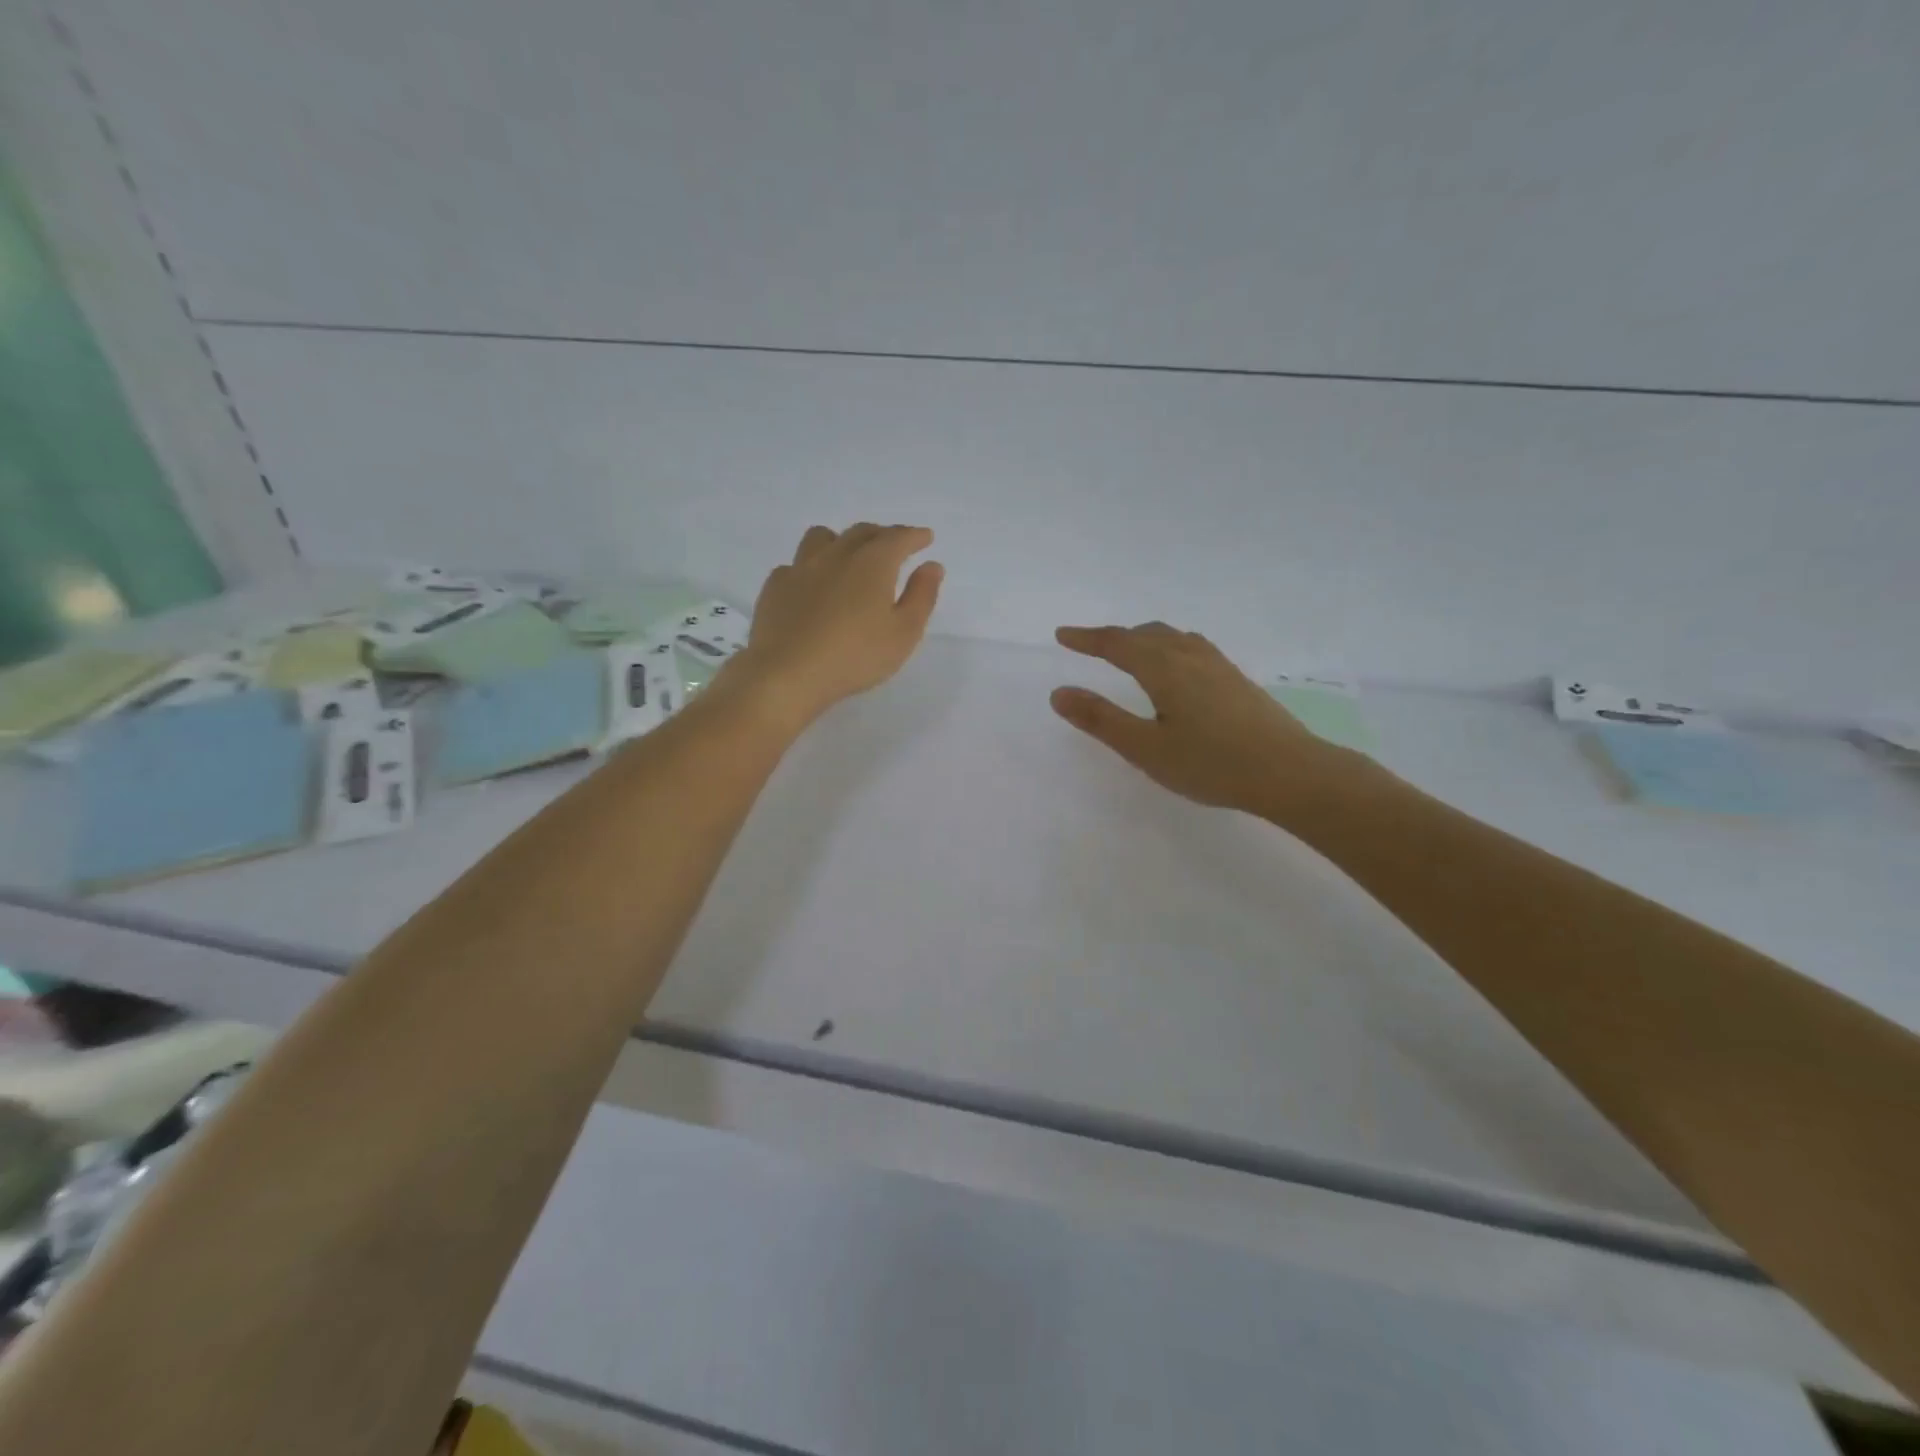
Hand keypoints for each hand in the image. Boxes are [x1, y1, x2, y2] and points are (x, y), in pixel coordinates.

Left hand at [729, 523, 943, 727]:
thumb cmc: (855, 656)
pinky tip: (812, 585)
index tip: (925, 537)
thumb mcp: (903, 633)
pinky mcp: (775, 586)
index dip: (914, 536)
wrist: (787, 673)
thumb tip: (931, 566)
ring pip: (822, 538)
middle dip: (882, 535)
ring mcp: (801, 568)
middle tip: (893, 546)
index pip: (898, 538)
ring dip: (841, 540)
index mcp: (872, 563)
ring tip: (848, 556)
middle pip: (861, 532)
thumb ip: (921, 596)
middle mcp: (836, 555)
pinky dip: (810, 568)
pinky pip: (795, 565)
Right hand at [1051, 622, 1362, 819]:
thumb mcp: (1146, 749)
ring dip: (1143, 638)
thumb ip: (1101, 719)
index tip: (1062, 636)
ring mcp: (1218, 666)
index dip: (1087, 639)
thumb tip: (1059, 693)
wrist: (1290, 772)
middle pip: (1146, 634)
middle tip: (1090, 645)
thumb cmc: (1211, 764)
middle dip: (1114, 637)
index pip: (1116, 643)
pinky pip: (1192, 647)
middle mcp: (1190, 656)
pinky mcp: (1237, 680)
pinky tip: (1178, 668)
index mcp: (1164, 668)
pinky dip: (1169, 646)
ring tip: (1130, 650)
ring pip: (1173, 637)